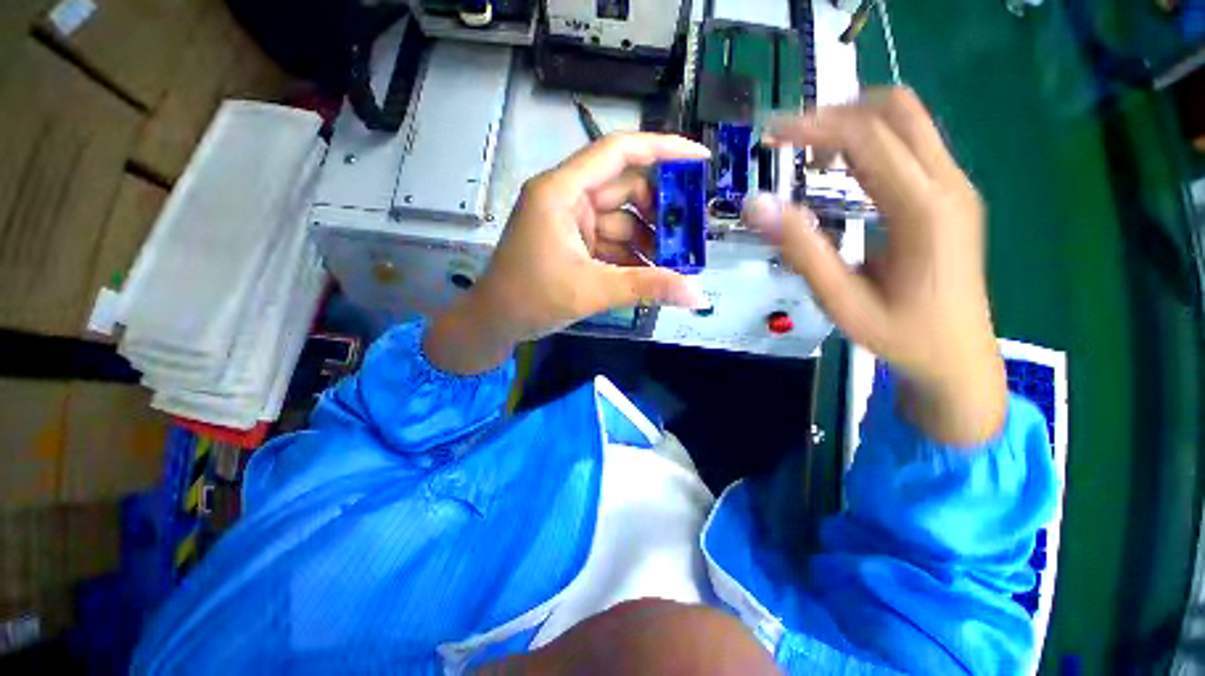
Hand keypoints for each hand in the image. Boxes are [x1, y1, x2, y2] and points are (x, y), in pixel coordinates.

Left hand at [426, 132, 710, 374]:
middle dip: (659, 212)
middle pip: (625, 189)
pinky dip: (632, 254)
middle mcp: (567, 197)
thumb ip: (646, 287)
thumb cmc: (531, 299)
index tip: (700, 160)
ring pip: (621, 219)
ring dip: (648, 239)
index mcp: (562, 191)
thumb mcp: (592, 290)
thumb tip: (697, 295)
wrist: (494, 323)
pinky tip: (652, 272)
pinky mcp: (573, 243)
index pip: (618, 152)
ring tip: (677, 262)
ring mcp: (570, 221)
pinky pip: (611, 240)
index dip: (663, 150)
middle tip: (690, 234)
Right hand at [743, 88, 1006, 444]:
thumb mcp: (841, 300)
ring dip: (853, 124)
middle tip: (789, 140)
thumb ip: (801, 250)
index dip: (814, 126)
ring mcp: (955, 186)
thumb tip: (758, 206)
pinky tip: (841, 170)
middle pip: (896, 109)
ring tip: (809, 156)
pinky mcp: (951, 195)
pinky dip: (870, 142)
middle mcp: (949, 184)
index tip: (770, 135)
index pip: (868, 137)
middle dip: (835, 113)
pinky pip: (911, 144)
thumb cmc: (900, 335)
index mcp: (923, 210)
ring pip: (907, 120)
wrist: (958, 356)